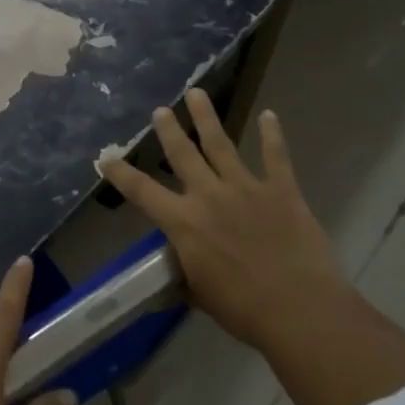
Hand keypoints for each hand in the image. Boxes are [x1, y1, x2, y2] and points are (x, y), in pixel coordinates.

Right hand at [100, 89, 353, 359]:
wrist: (299, 309)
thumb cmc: (242, 309)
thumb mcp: (198, 292)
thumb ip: (185, 270)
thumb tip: (177, 266)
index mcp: (183, 222)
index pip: (141, 191)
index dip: (120, 173)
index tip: (105, 158)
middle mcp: (209, 196)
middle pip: (182, 154)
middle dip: (168, 130)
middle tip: (160, 110)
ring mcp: (246, 188)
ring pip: (221, 144)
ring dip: (207, 118)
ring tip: (197, 94)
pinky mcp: (282, 191)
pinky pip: (276, 157)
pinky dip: (273, 135)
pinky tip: (270, 116)